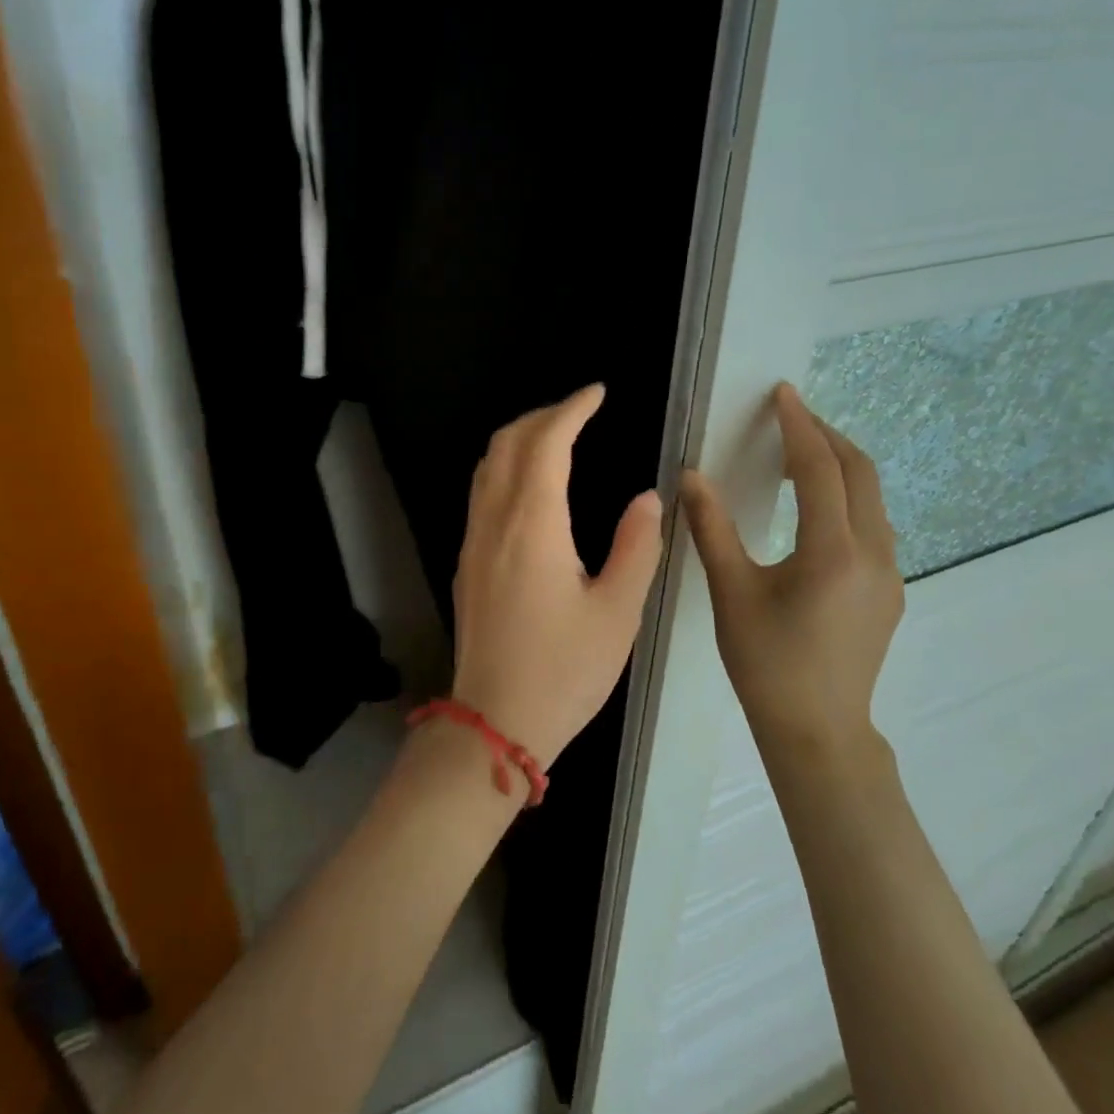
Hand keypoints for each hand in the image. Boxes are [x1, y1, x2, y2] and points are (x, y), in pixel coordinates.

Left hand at [449, 384, 663, 768]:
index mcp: (532, 524)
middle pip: (507, 442)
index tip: (598, 393)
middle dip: (543, 415)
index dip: (572, 409)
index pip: (547, 442)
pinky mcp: (466, 563)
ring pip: (488, 465)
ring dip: (520, 438)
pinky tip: (532, 486)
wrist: (494, 721)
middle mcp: (494, 521)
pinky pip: (482, 493)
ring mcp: (473, 541)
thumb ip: (636, 546)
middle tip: (581, 411)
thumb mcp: (617, 612)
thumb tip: (647, 496)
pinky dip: (506, 467)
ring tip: (557, 437)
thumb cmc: (564, 670)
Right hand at [680, 382, 903, 756]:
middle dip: (827, 436)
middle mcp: (873, 553)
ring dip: (841, 467)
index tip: (782, 394)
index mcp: (832, 550)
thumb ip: (711, 527)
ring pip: (873, 499)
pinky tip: (818, 511)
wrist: (818, 730)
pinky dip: (848, 499)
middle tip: (791, 417)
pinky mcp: (890, 591)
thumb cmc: (766, 662)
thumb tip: (690, 475)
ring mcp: (889, 574)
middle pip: (861, 473)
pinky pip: (874, 526)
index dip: (799, 425)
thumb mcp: (731, 592)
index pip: (820, 468)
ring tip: (802, 456)